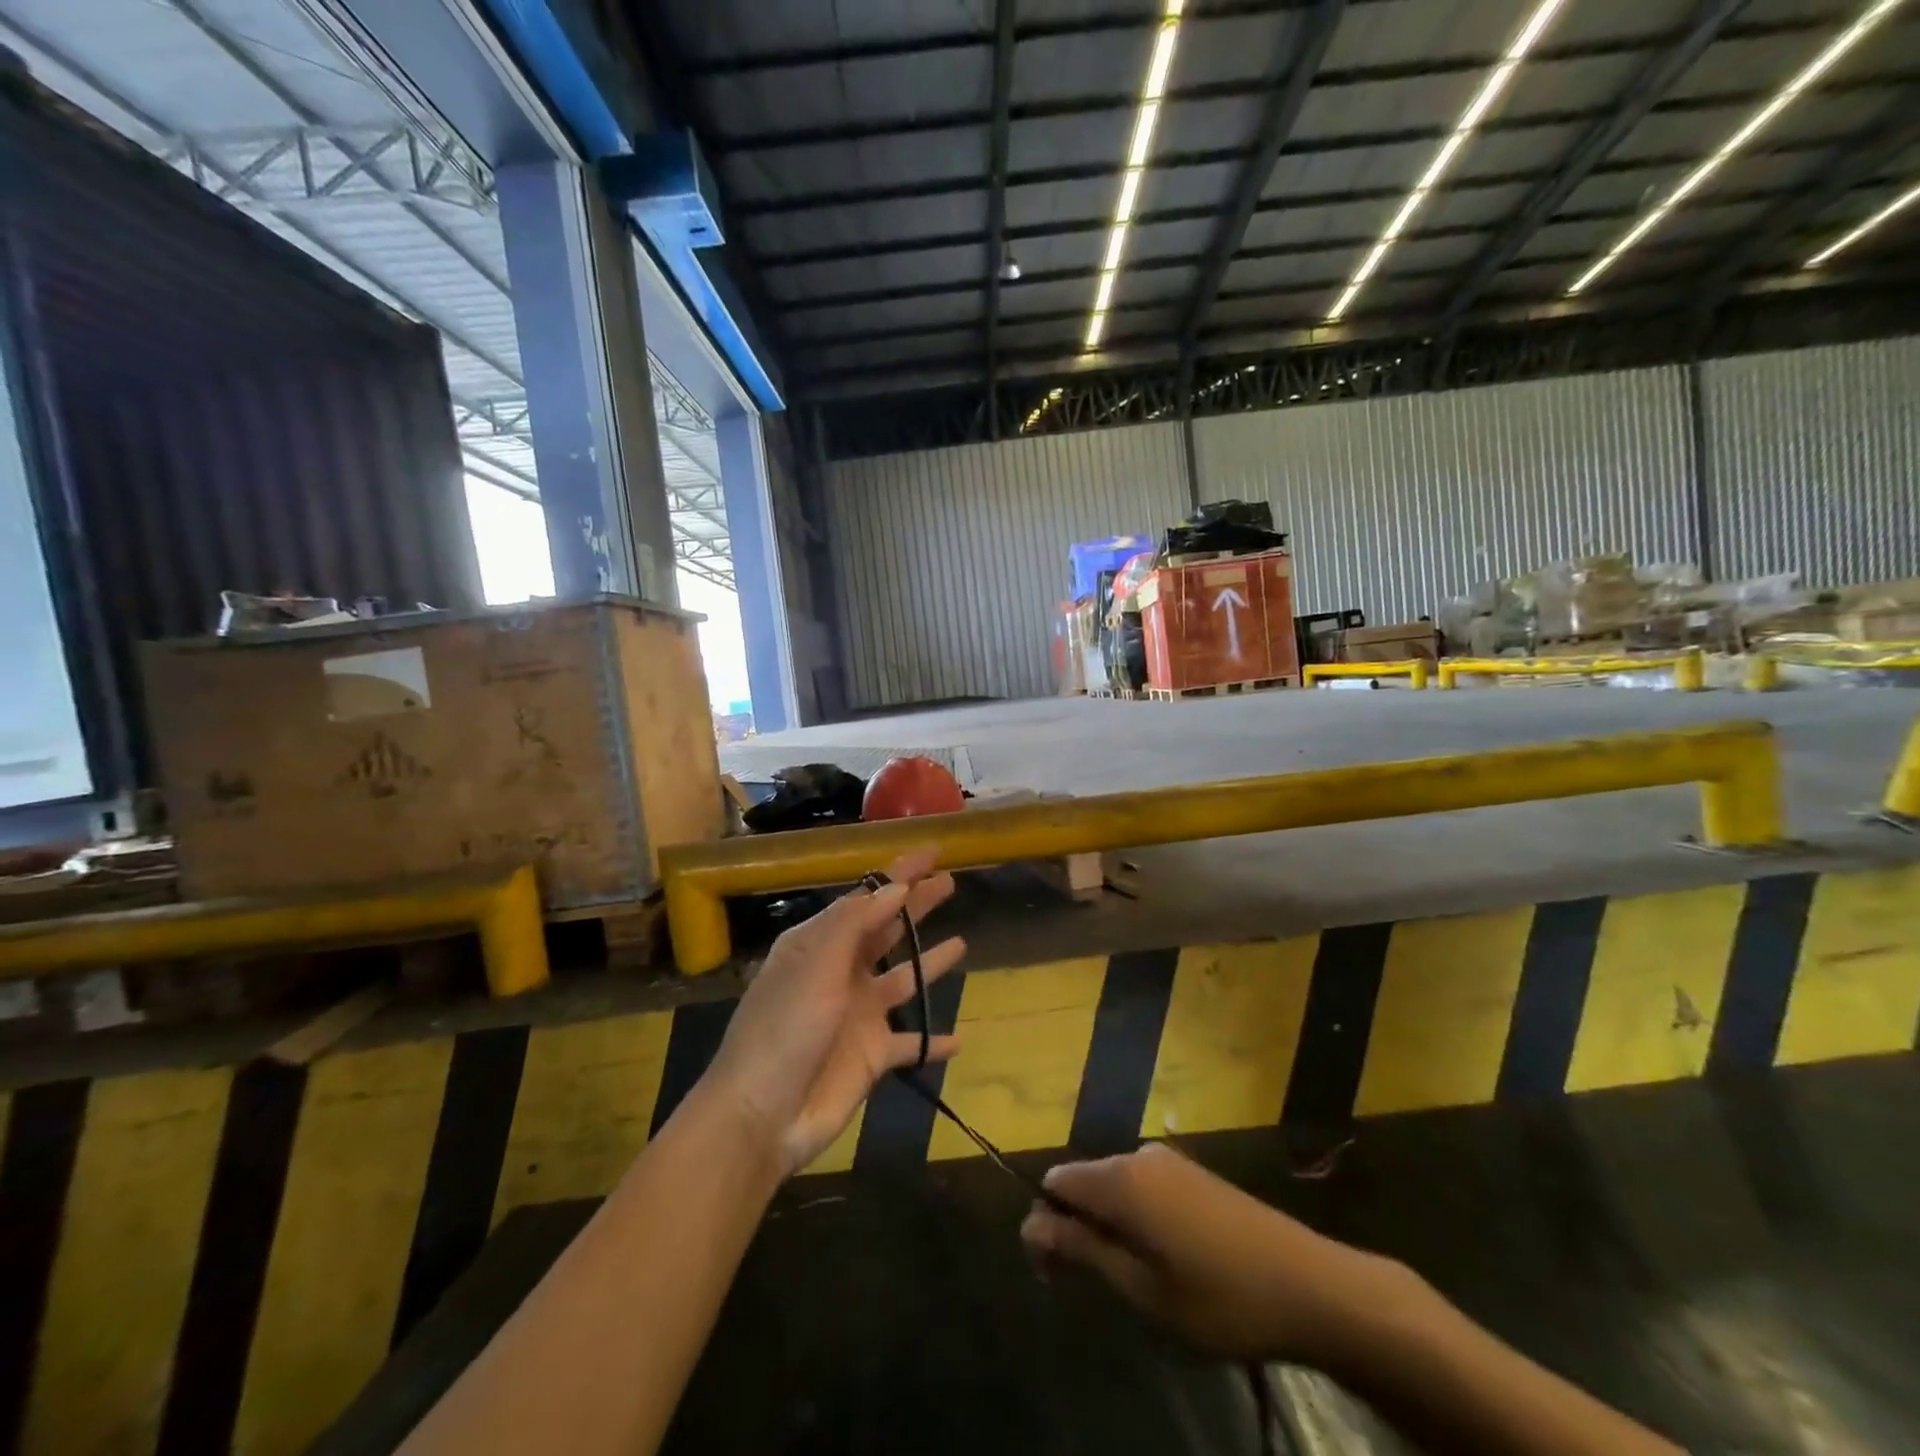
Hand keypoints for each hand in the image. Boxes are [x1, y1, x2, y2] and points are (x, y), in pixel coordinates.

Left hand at [701, 850, 964, 1175]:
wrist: (761, 1117)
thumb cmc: (784, 1030)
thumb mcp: (815, 966)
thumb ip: (855, 924)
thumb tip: (895, 886)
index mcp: (819, 944)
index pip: (866, 898)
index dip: (899, 873)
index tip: (932, 851)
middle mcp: (841, 973)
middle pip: (887, 930)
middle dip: (916, 906)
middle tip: (951, 881)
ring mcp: (858, 1015)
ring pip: (903, 979)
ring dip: (929, 962)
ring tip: (962, 942)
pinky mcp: (872, 1055)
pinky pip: (911, 1042)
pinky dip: (933, 1041)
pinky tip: (959, 1039)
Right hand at [1021, 1143, 1415, 1366]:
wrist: (1311, 1286)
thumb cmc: (1219, 1297)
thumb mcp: (1142, 1288)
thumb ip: (1082, 1250)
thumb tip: (1029, 1225)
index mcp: (1120, 1179)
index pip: (1055, 1184)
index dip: (1046, 1225)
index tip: (1058, 1276)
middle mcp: (1138, 1156)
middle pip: (1085, 1184)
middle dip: (1077, 1230)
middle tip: (1099, 1290)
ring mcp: (1170, 1162)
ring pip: (1116, 1189)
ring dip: (1110, 1229)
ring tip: (1138, 1285)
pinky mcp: (1195, 1174)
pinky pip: (1145, 1189)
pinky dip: (1139, 1222)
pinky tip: (1169, 1264)